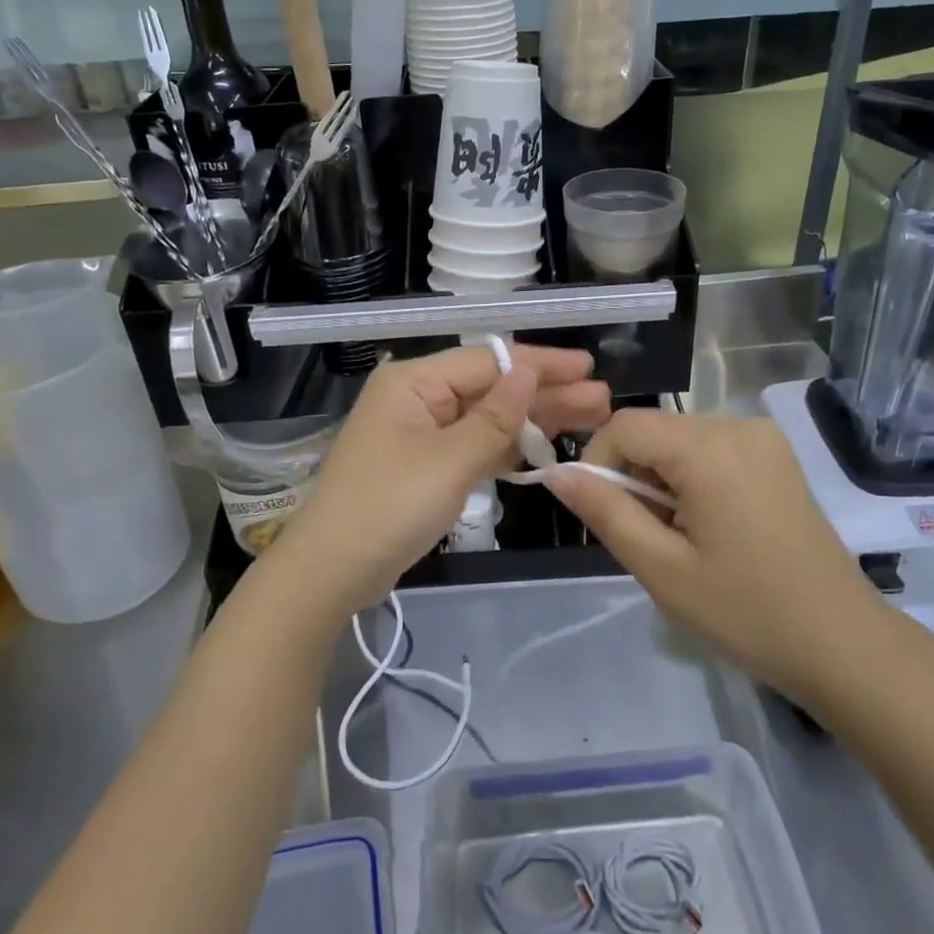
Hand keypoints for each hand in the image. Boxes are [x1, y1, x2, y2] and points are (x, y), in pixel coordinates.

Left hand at [272, 344, 611, 615]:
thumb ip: (495, 417)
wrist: (332, 571)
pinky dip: (506, 448)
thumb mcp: (449, 460)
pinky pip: (473, 447)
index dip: (540, 364)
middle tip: (601, 400)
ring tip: (589, 418)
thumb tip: (527, 372)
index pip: (487, 362)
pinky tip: (544, 448)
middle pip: (491, 389)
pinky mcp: (425, 467)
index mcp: (413, 383)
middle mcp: (417, 399)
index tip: (586, 368)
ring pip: (486, 419)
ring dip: (532, 421)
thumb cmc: (389, 507)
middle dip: (545, 394)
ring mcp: (420, 434)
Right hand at [546, 410, 892, 705]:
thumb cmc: (746, 612)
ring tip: (682, 540)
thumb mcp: (661, 567)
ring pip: (679, 441)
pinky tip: (710, 528)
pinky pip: (710, 450)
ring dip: (662, 481)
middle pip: (654, 431)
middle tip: (649, 539)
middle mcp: (739, 426)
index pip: (624, 426)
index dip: (598, 464)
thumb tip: (556, 474)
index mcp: (710, 448)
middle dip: (634, 478)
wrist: (842, 644)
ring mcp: (764, 439)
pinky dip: (692, 480)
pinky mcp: (776, 456)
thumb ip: (604, 511)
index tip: (605, 517)